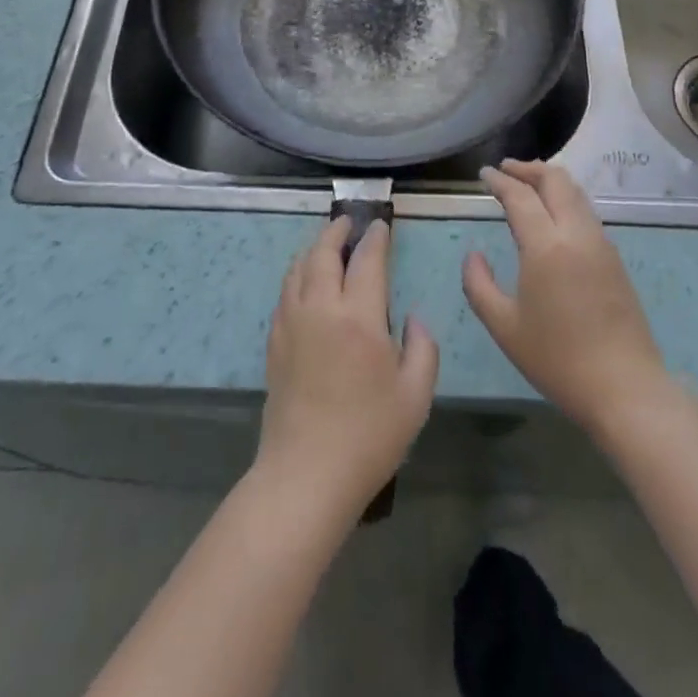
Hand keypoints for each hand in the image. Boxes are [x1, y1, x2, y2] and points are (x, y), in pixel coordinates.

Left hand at [258, 217, 438, 519]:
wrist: (306, 475)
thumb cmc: (369, 436)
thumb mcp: (416, 396)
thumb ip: (423, 348)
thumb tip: (413, 319)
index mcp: (359, 317)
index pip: (367, 261)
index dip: (375, 238)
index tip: (381, 225)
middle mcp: (321, 309)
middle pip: (323, 253)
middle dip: (336, 231)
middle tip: (348, 221)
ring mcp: (292, 324)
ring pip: (298, 269)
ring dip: (313, 249)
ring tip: (325, 244)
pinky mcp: (274, 343)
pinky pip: (285, 293)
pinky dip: (297, 275)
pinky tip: (304, 283)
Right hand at [465, 160, 673, 442]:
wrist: (625, 388)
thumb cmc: (557, 359)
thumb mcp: (504, 326)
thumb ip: (478, 285)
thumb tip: (474, 255)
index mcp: (547, 245)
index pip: (520, 196)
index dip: (500, 180)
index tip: (484, 173)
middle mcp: (577, 234)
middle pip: (556, 180)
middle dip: (528, 168)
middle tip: (505, 170)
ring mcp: (601, 244)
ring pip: (576, 193)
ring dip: (550, 181)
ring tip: (528, 186)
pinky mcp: (615, 259)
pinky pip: (587, 212)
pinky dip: (566, 199)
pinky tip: (553, 217)